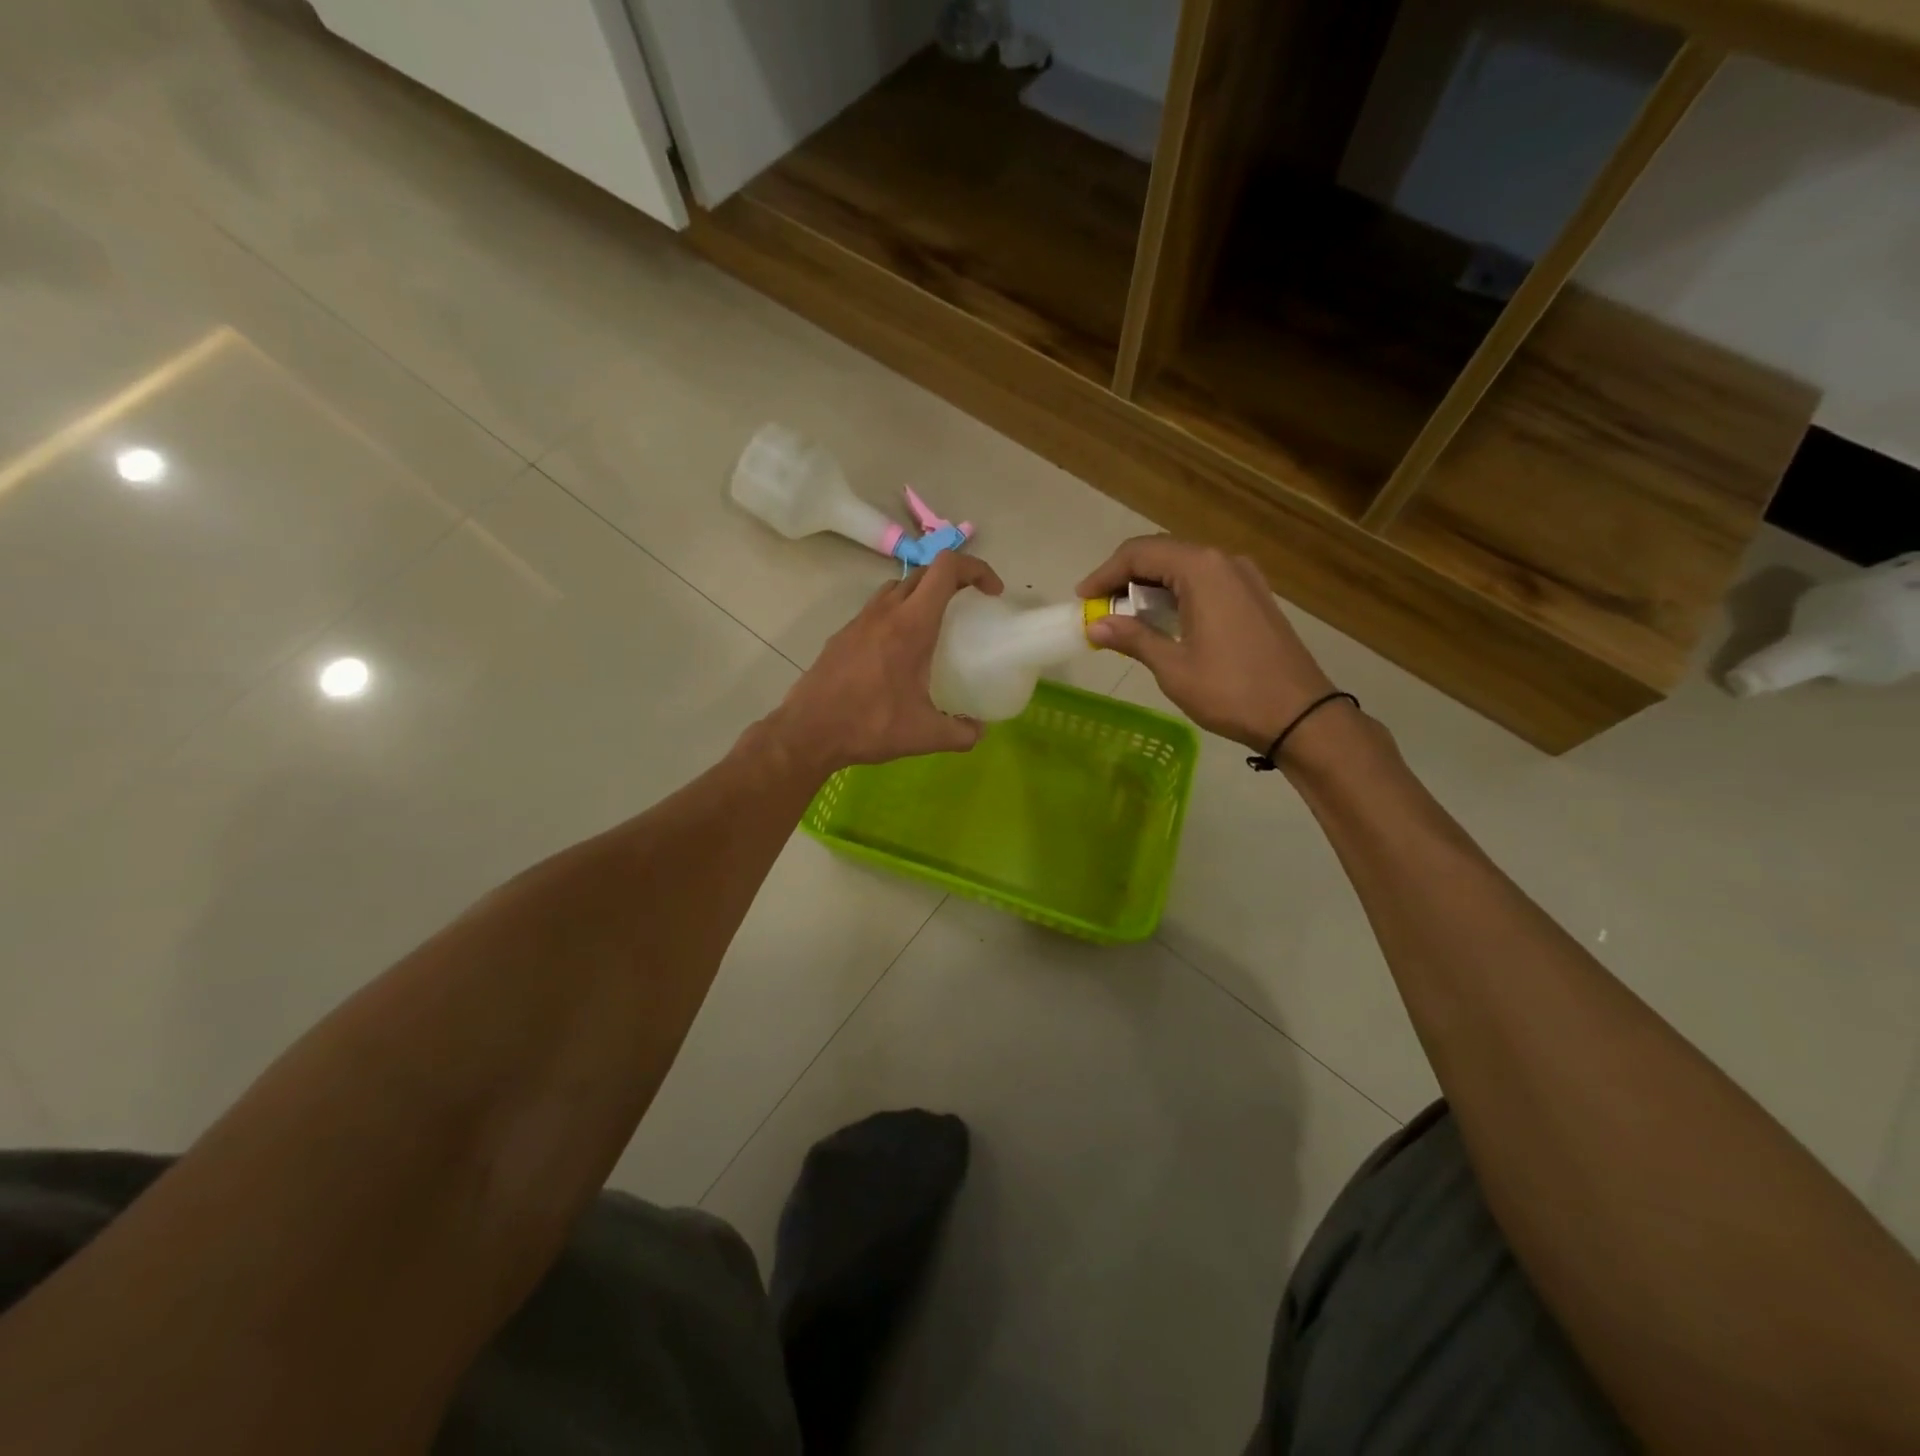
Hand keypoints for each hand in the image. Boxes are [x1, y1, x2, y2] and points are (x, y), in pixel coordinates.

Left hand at [765, 551, 1004, 773]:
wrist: (808, 731)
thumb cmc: (870, 725)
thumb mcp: (925, 735)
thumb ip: (961, 733)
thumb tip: (979, 731)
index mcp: (911, 625)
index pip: (946, 568)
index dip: (975, 568)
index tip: (991, 592)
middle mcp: (885, 612)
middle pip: (923, 573)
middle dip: (952, 580)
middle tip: (968, 607)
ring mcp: (859, 621)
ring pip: (896, 588)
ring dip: (921, 594)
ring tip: (934, 626)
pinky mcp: (842, 636)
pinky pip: (876, 610)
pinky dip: (896, 615)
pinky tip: (898, 652)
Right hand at [1077, 536, 1335, 752]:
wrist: (1300, 715)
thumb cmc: (1231, 691)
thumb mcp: (1173, 667)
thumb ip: (1133, 638)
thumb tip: (1094, 625)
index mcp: (1202, 570)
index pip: (1140, 554)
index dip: (1104, 574)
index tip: (1082, 599)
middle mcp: (1224, 561)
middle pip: (1162, 554)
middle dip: (1125, 577)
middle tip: (1098, 607)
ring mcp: (1244, 577)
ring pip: (1184, 567)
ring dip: (1150, 586)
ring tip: (1123, 616)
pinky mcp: (1254, 596)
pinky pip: (1204, 581)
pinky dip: (1175, 594)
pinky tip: (1162, 620)